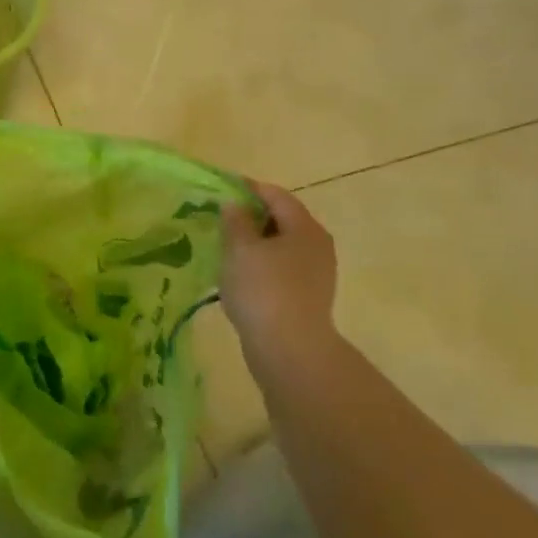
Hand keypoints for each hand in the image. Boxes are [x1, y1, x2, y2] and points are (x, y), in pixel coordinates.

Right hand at [221, 182, 341, 372]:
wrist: (289, 349)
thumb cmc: (263, 290)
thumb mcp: (240, 249)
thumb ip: (236, 221)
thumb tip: (235, 204)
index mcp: (304, 226)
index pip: (276, 195)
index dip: (248, 188)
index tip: (221, 188)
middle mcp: (317, 245)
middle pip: (282, 219)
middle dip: (251, 216)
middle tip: (220, 219)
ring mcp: (317, 273)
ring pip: (282, 246)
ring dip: (256, 243)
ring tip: (226, 249)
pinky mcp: (308, 297)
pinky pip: (282, 269)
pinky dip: (262, 265)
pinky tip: (241, 277)